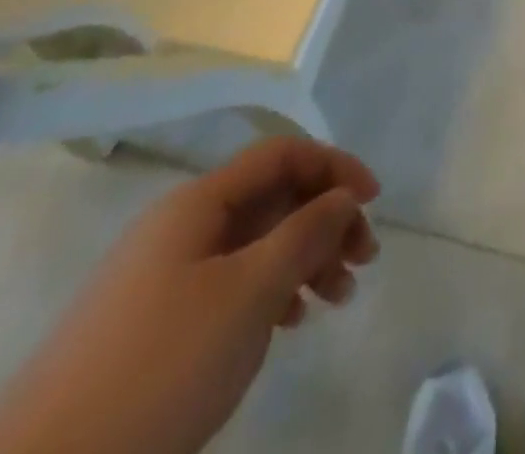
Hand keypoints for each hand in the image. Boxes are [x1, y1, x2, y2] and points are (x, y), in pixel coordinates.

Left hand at [0, 137, 380, 453]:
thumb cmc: (160, 369)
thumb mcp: (249, 294)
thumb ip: (305, 234)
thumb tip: (343, 196)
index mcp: (198, 203)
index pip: (281, 154)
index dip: (334, 166)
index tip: (373, 201)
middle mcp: (180, 225)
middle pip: (271, 198)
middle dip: (325, 220)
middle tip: (364, 261)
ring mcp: (162, 275)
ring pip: (253, 243)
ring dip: (303, 259)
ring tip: (337, 298)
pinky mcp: (151, 322)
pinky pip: (228, 282)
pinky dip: (269, 291)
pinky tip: (289, 322)